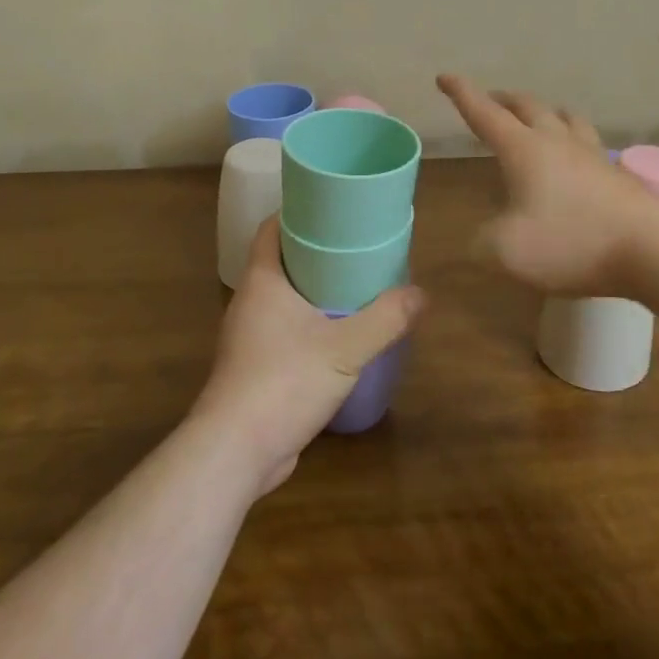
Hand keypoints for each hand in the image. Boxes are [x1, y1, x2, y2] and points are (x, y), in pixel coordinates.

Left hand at [192, 218, 423, 496]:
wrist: (236, 452)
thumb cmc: (283, 382)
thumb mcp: (345, 348)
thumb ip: (385, 319)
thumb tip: (421, 294)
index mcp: (263, 281)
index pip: (272, 229)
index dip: (297, 212)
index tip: (331, 207)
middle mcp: (250, 302)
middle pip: (282, 261)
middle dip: (316, 251)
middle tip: (356, 246)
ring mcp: (249, 337)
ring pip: (284, 298)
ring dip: (314, 290)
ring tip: (354, 286)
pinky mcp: (255, 368)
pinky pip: (284, 331)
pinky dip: (309, 324)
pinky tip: (338, 335)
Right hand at [437, 73, 658, 297]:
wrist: (653, 248)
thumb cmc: (572, 242)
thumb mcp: (507, 251)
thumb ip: (483, 242)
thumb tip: (482, 237)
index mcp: (524, 149)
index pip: (484, 113)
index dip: (462, 94)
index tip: (445, 77)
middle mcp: (557, 142)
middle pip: (528, 107)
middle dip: (504, 100)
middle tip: (491, 100)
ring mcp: (593, 155)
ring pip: (565, 119)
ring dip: (545, 113)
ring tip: (540, 117)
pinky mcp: (618, 175)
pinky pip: (589, 145)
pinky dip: (573, 141)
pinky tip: (578, 158)